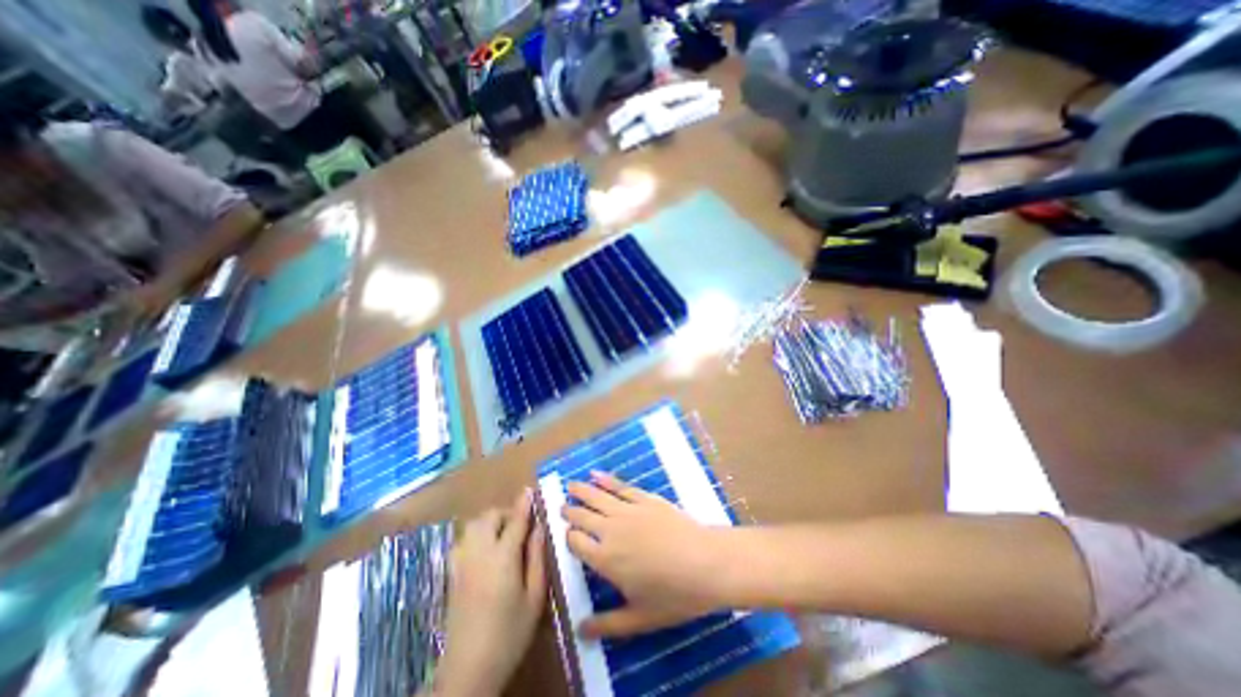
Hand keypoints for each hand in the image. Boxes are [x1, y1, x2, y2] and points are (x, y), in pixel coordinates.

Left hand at [442, 490, 545, 695]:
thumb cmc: (510, 634)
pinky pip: (463, 541)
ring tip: (504, 535)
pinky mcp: (451, 575)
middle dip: (505, 513)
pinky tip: (485, 549)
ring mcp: (461, 564)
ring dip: (490, 521)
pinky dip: (476, 534)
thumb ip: (537, 557)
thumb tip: (540, 528)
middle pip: (489, 517)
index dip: (523, 503)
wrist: (468, 671)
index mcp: (502, 558)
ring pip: (473, 526)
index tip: (530, 490)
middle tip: (521, 524)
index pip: (515, 521)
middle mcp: (479, 554)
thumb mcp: (534, 597)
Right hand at [562, 473, 728, 635]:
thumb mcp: (639, 618)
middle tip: (560, 505)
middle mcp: (611, 530)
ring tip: (570, 485)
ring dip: (582, 490)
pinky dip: (607, 480)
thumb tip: (580, 629)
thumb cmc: (673, 595)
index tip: (564, 532)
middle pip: (583, 516)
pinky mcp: (645, 498)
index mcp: (605, 559)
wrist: (705, 563)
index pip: (577, 543)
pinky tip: (597, 474)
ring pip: (598, 497)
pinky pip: (621, 486)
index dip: (568, 536)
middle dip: (570, 510)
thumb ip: (607, 624)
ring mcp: (628, 511)